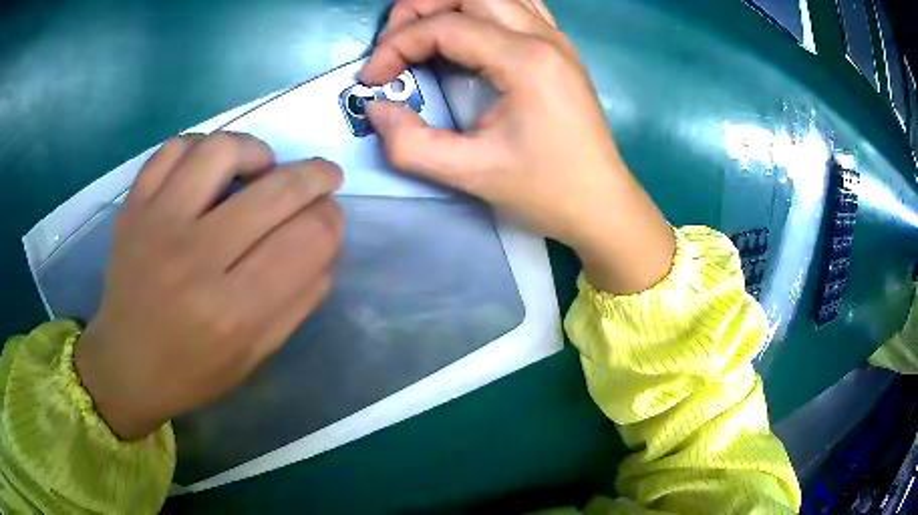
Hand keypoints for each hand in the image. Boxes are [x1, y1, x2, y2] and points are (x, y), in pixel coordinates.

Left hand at [75, 133, 342, 439]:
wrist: (125, 365)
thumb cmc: (192, 371)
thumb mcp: (256, 355)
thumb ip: (298, 301)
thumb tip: (326, 242)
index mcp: (233, 312)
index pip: (308, 241)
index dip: (332, 220)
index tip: (331, 217)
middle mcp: (195, 260)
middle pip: (277, 191)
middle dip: (316, 177)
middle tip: (323, 178)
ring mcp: (157, 224)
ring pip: (223, 150)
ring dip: (258, 151)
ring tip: (261, 168)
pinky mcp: (133, 207)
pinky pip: (175, 148)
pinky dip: (203, 146)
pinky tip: (210, 168)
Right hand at [362, 0, 674, 293]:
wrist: (601, 202)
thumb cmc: (545, 190)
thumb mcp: (471, 173)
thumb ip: (411, 143)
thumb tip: (376, 108)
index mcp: (526, 60)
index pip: (446, 26)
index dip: (397, 45)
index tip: (373, 79)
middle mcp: (544, 36)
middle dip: (419, 10)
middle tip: (393, 45)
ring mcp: (556, 38)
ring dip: (450, 5)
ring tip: (422, 33)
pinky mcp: (559, 48)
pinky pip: (516, 6)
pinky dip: (480, 10)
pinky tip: (465, 34)